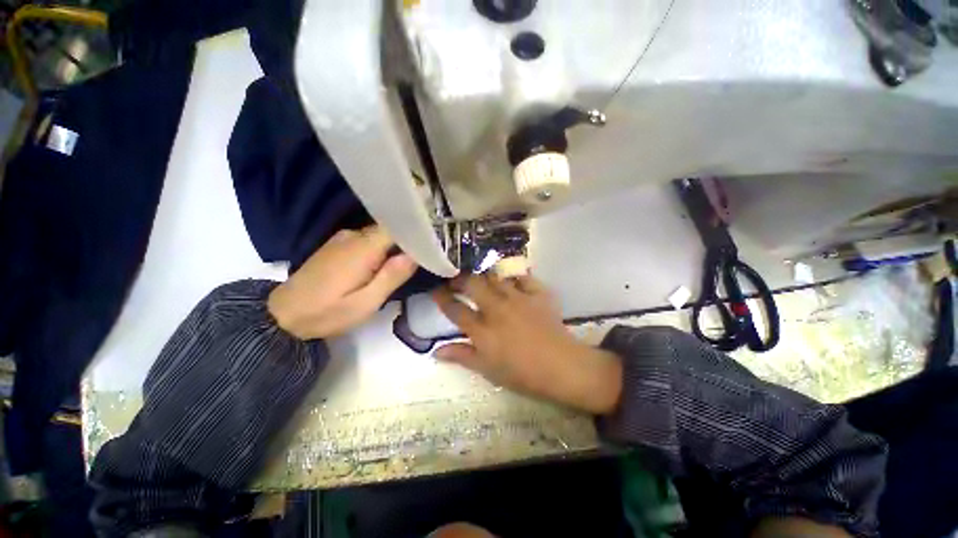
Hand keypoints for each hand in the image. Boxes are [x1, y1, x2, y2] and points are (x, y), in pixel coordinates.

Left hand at [268, 226, 417, 339]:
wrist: (283, 314)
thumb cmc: (327, 312)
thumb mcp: (365, 303)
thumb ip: (391, 277)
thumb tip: (414, 256)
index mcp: (363, 248)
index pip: (396, 226)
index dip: (416, 230)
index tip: (434, 237)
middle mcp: (353, 236)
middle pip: (390, 229)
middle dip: (409, 239)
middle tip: (427, 254)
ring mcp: (343, 239)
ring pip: (380, 235)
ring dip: (396, 245)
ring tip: (411, 259)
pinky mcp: (338, 245)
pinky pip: (368, 240)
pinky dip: (382, 247)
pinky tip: (387, 262)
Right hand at [432, 274, 622, 414]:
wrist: (562, 367)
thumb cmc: (522, 373)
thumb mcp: (488, 369)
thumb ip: (462, 356)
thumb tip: (436, 351)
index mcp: (483, 330)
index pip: (455, 309)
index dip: (441, 297)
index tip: (435, 289)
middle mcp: (497, 309)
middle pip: (472, 284)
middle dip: (459, 278)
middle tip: (455, 279)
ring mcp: (518, 298)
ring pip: (494, 276)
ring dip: (484, 274)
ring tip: (479, 276)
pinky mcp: (537, 293)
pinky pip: (522, 277)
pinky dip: (514, 276)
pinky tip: (510, 279)